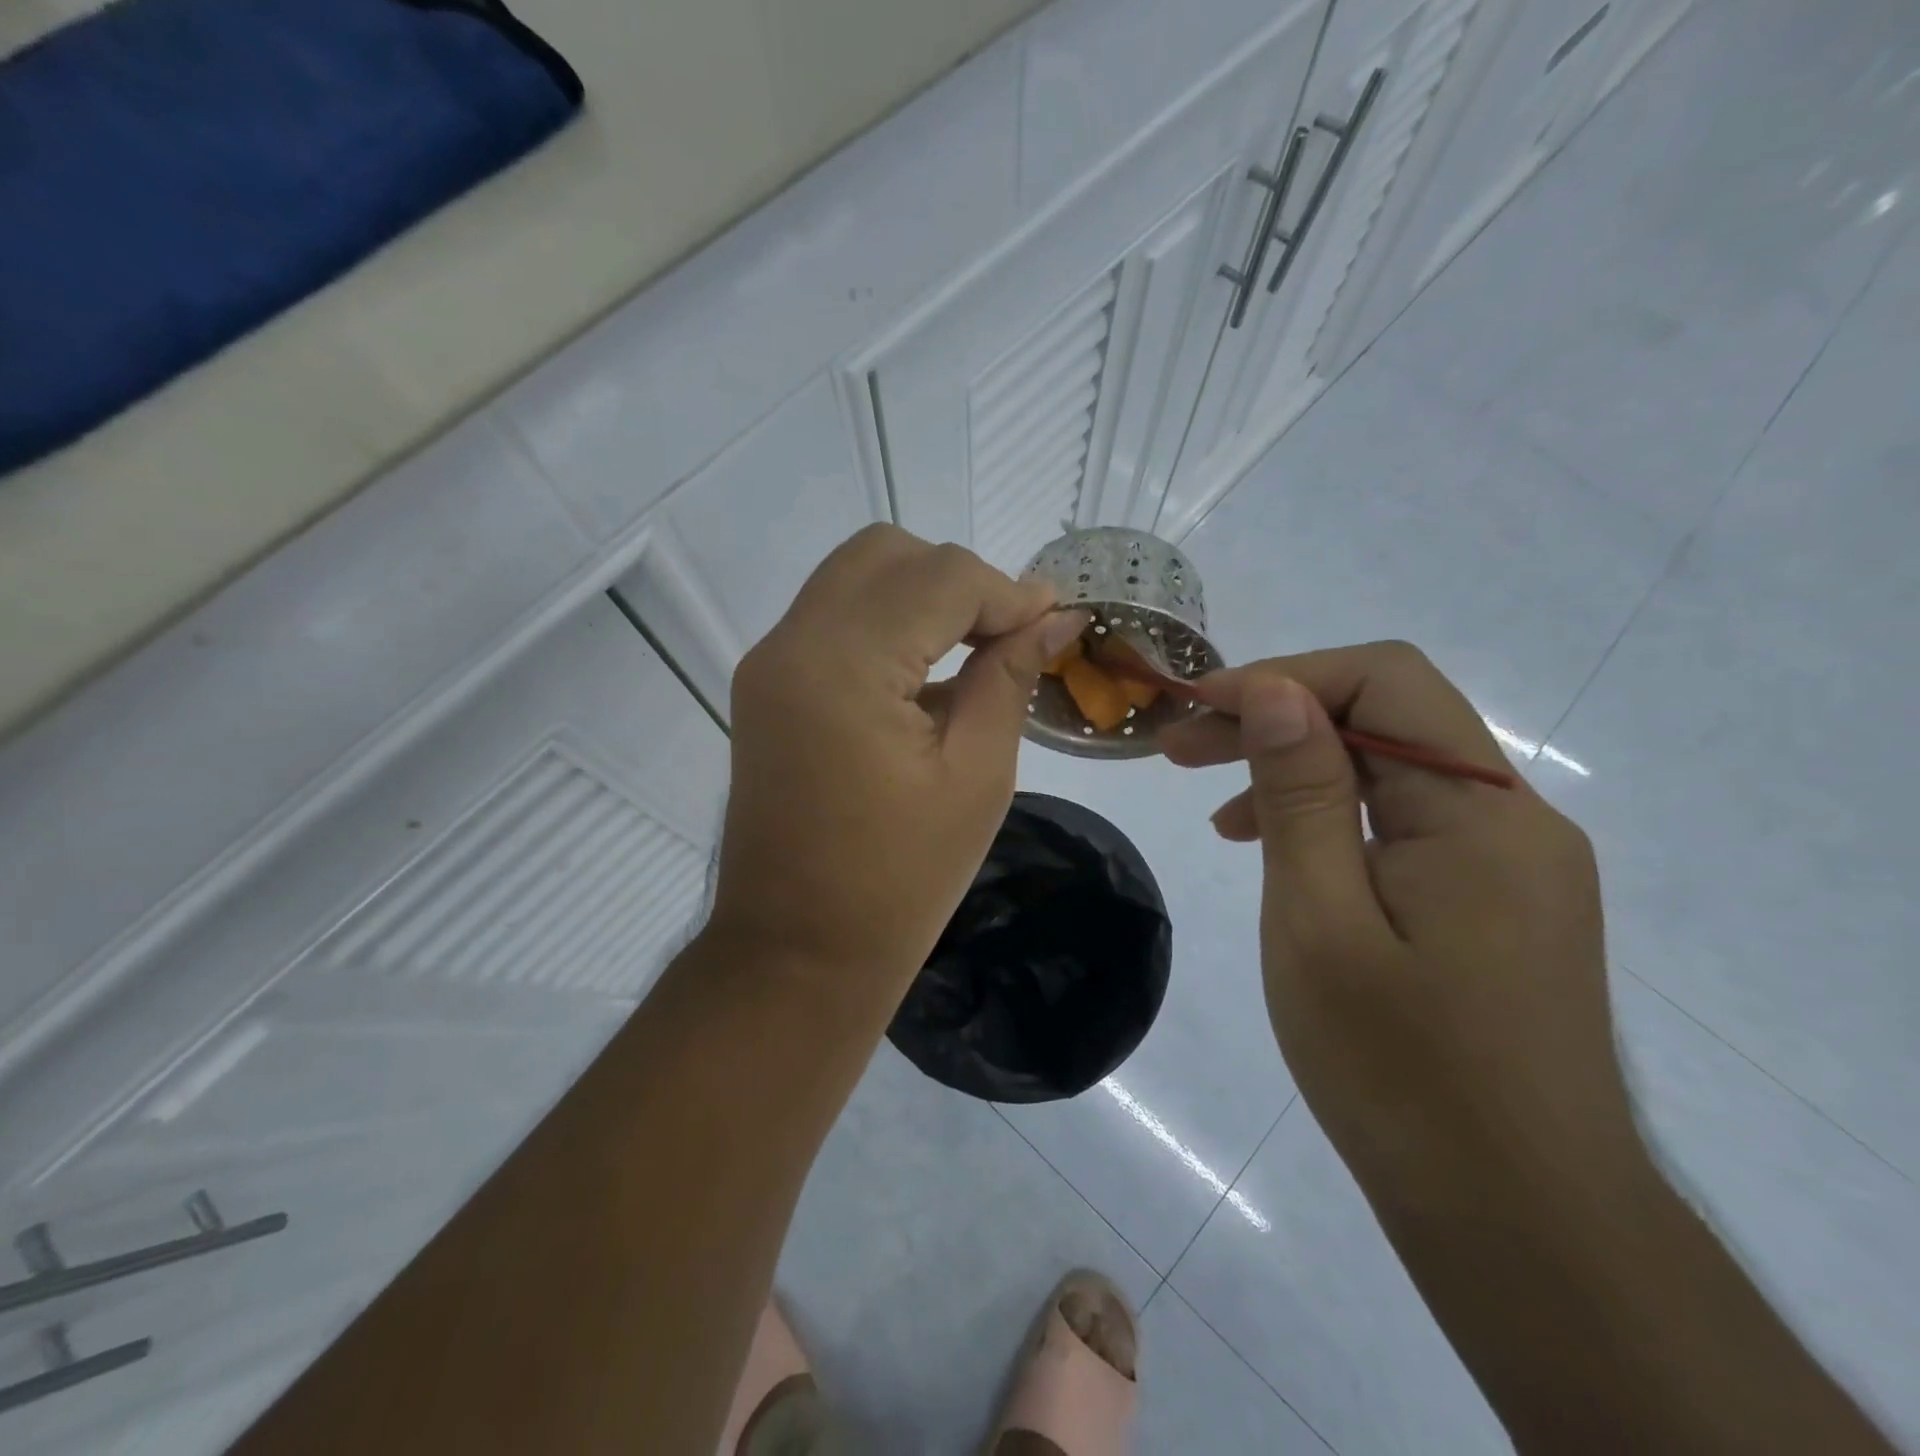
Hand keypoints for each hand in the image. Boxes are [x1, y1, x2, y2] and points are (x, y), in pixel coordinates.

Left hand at [710, 525, 1085, 1011]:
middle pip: (887, 554)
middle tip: (1008, 637)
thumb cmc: (899, 881)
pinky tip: (925, 678)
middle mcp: (791, 642)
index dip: (1008, 592)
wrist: (797, 954)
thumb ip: (1010, 676)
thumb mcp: (977, 775)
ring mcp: (769, 663)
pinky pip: (833, 620)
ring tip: (974, 654)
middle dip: (959, 580)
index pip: (940, 577)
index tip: (1055, 624)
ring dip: (922, 597)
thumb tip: (1055, 616)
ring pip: (855, 578)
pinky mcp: (765, 687)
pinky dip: (886, 625)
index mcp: (843, 664)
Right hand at [1160, 644, 1643, 1212]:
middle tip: (1179, 746)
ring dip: (1298, 767)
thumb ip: (1300, 795)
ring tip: (1212, 802)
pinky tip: (1272, 851)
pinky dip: (1331, 817)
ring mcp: (1509, 863)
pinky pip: (1405, 825)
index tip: (1196, 708)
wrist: (1518, 1220)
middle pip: (1387, 719)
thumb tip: (1274, 690)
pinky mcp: (1493, 902)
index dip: (1282, 676)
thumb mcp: (1320, 921)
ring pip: (1392, 770)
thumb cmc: (1400, 1073)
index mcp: (1480, 813)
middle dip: (1277, 717)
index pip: (1385, 679)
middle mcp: (1512, 819)